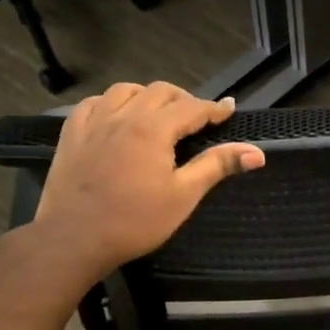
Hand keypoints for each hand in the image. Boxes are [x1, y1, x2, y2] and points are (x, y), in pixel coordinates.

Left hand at [29, 82, 265, 275]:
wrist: (72, 239)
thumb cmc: (134, 221)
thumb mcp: (183, 196)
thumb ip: (217, 166)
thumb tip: (257, 153)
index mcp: (153, 129)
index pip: (192, 107)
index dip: (215, 108)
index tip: (230, 109)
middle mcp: (124, 115)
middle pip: (160, 91)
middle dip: (184, 99)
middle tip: (197, 118)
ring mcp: (94, 122)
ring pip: (126, 90)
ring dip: (148, 96)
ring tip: (159, 113)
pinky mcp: (72, 134)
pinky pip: (94, 103)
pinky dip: (113, 103)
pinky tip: (118, 117)